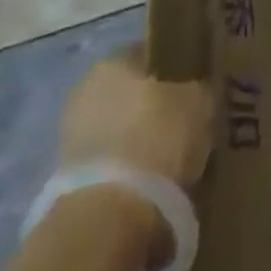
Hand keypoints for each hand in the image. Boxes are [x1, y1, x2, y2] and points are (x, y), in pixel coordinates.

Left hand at [56, 51, 215, 265]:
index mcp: (112, 62)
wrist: (111, 216)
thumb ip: (201, 89)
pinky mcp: (68, 183)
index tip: (197, 86)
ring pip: (120, 132)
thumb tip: (202, 90)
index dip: (176, 69)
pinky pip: (111, 166)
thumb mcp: (200, 102)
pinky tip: (154, 187)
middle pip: (131, 95)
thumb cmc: (158, 138)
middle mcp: (85, 92)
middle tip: (188, 124)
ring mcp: (71, 139)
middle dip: (156, 109)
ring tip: (174, 161)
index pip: (150, 54)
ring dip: (141, 143)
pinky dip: (129, 173)